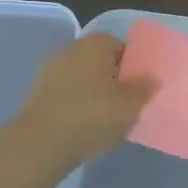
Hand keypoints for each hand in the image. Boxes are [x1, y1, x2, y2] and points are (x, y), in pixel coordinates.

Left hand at [10, 34, 157, 169]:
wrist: (41, 144)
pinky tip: (84, 127)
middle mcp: (70, 50)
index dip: (133, 66)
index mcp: (95, 44)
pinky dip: (76, 107)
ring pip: (81, 80)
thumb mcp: (130, 105)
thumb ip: (143, 89)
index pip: (121, 47)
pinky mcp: (36, 95)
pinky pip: (66, 96)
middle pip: (99, 62)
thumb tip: (151, 79)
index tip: (140, 88)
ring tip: (106, 120)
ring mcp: (49, 72)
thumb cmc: (93, 115)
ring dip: (93, 94)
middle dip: (112, 80)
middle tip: (126, 104)